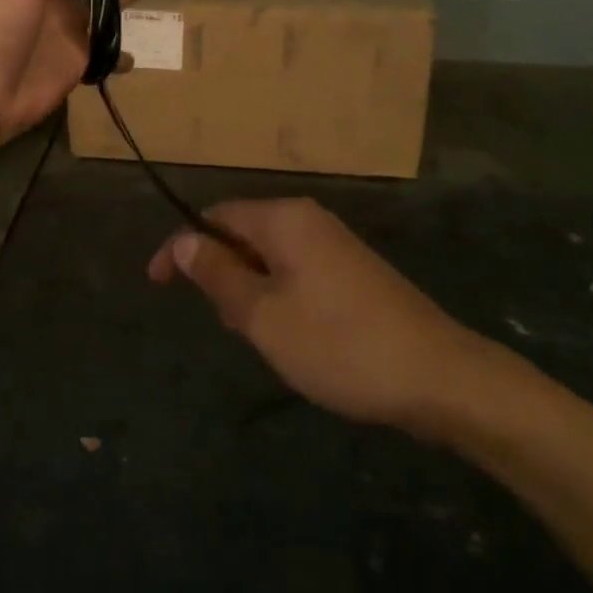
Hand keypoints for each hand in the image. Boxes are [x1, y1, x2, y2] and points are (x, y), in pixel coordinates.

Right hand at [148, 198, 496, 431]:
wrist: (437, 375)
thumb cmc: (339, 345)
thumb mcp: (264, 316)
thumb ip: (219, 274)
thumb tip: (182, 241)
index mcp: (284, 219)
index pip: (215, 216)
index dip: (180, 247)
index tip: (154, 284)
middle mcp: (309, 218)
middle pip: (243, 232)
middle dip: (221, 272)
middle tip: (224, 324)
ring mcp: (336, 242)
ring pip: (271, 255)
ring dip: (250, 289)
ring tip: (260, 337)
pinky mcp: (354, 270)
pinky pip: (298, 270)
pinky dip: (279, 295)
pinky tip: (293, 337)